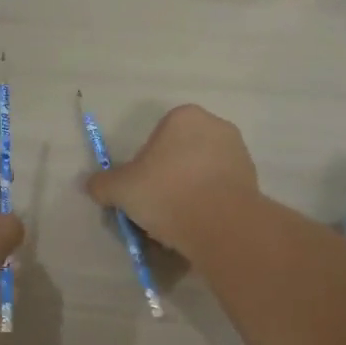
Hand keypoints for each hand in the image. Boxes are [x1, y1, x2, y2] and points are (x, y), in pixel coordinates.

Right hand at [85, 105, 259, 257]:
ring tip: (176, 223)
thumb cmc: (166, 192)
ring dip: (188, 192)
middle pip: (180, 154)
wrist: (221, 225)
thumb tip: (91, 185)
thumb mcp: (120, 189)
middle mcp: (216, 127)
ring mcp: (239, 154)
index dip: (144, 165)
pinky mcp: (254, 182)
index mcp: (184, 117)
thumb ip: (102, 184)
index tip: (140, 189)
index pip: (156, 138)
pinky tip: (197, 227)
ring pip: (201, 174)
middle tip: (155, 207)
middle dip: (168, 178)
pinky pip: (220, 191)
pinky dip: (208, 205)